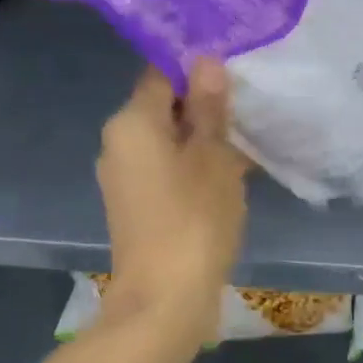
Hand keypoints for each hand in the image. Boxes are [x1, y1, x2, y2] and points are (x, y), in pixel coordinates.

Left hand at [97, 61, 248, 325]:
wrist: (164, 301)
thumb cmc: (194, 219)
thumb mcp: (213, 156)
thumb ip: (208, 106)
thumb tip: (205, 61)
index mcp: (131, 122)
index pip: (161, 74)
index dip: (197, 70)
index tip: (234, 75)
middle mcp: (117, 143)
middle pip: (162, 107)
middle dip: (203, 108)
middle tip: (246, 110)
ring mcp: (122, 176)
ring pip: (166, 141)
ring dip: (201, 140)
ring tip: (243, 144)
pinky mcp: (132, 205)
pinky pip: (163, 169)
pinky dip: (190, 167)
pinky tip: (225, 177)